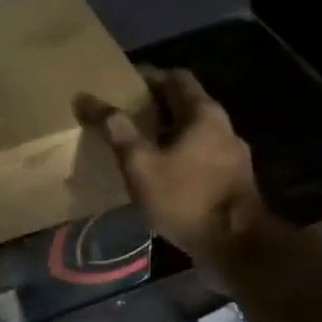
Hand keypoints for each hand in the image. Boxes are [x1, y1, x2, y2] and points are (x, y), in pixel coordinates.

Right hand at [74, 67, 270, 267]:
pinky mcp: (232, 181)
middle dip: (153, 107)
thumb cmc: (185, 197)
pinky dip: (178, 157)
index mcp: (203, 112)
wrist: (235, 245)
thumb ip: (115, 129)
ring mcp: (231, 155)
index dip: (147, 77)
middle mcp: (222, 126)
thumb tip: (85, 98)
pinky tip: (159, 175)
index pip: (174, 77)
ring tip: (135, 146)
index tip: (120, 84)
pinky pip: (199, 157)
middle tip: (121, 115)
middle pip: (184, 105)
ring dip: (166, 134)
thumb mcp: (140, 163)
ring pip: (193, 133)